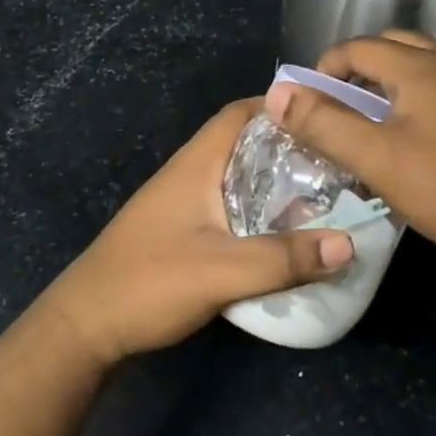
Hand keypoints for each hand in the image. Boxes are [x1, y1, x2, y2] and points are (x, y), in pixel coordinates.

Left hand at [40, 100, 354, 365]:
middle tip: (338, 165)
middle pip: (246, 146)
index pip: (241, 114)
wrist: (85, 328)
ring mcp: (183, 205)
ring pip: (240, 180)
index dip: (282, 108)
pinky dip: (261, 215)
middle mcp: (190, 175)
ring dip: (277, 186)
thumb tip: (350, 243)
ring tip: (324, 200)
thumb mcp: (222, 271)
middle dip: (291, 151)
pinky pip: (231, 210)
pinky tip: (285, 238)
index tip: (326, 118)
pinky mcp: (182, 234)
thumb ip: (284, 258)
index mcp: (196, 165)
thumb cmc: (148, 284)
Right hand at [266, 31, 435, 278]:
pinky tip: (418, 135)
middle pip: (393, 47)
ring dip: (390, 81)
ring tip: (373, 119)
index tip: (309, 104)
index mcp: (420, 67)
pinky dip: (419, 95)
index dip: (325, 69)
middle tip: (339, 106)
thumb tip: (277, 94)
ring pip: (422, 65)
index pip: (358, 47)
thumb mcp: (379, 160)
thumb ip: (325, 124)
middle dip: (357, 69)